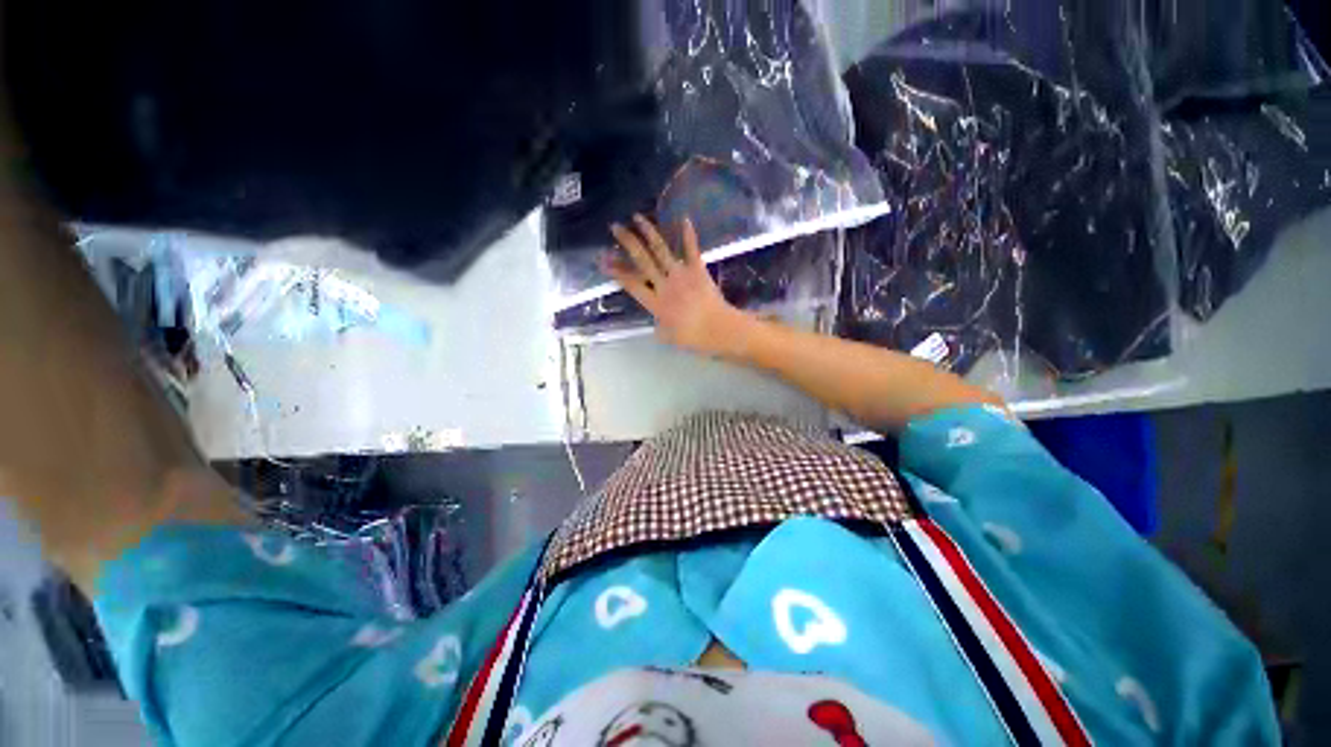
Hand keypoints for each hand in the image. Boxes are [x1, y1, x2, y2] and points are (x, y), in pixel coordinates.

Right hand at [601, 215, 750, 356]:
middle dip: (627, 242)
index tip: (604, 260)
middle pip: (642, 261)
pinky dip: (688, 234)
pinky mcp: (698, 270)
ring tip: (638, 217)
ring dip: (649, 232)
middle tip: (615, 227)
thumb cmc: (694, 338)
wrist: (718, 329)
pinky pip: (692, 249)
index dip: (617, 272)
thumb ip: (660, 329)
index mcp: (656, 303)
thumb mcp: (670, 338)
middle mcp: (664, 285)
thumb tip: (657, 325)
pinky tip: (684, 218)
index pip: (631, 284)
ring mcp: (681, 275)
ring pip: (661, 250)